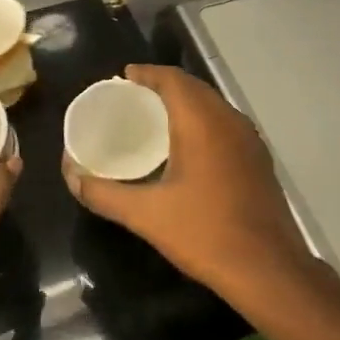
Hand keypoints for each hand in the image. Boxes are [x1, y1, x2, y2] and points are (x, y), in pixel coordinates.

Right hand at [64, 65, 317, 307]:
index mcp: (203, 122)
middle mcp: (230, 120)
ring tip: (156, 119)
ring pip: (214, 106)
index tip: (123, 77)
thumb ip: (104, 194)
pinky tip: (188, 147)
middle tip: (133, 98)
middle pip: (195, 88)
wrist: (267, 266)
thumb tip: (71, 176)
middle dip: (164, 86)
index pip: (174, 79)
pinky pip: (226, 125)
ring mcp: (250, 139)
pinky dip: (204, 122)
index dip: (147, 73)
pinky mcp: (259, 159)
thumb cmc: (204, 234)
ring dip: (186, 104)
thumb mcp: (146, 215)